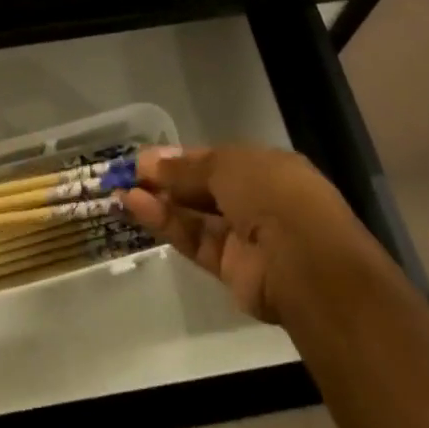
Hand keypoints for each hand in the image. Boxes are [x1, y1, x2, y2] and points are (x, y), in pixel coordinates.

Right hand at [122, 145, 375, 324]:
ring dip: (160, 202)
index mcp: (265, 168)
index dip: (181, 158)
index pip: (216, 159)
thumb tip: (150, 163)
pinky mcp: (231, 269)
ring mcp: (245, 236)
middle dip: (167, 180)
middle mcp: (256, 200)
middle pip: (203, 188)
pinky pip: (195, 240)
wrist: (305, 262)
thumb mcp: (226, 165)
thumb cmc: (271, 194)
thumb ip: (186, 167)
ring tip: (123, 190)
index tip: (146, 158)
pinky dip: (167, 225)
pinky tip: (137, 207)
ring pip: (195, 216)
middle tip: (128, 173)